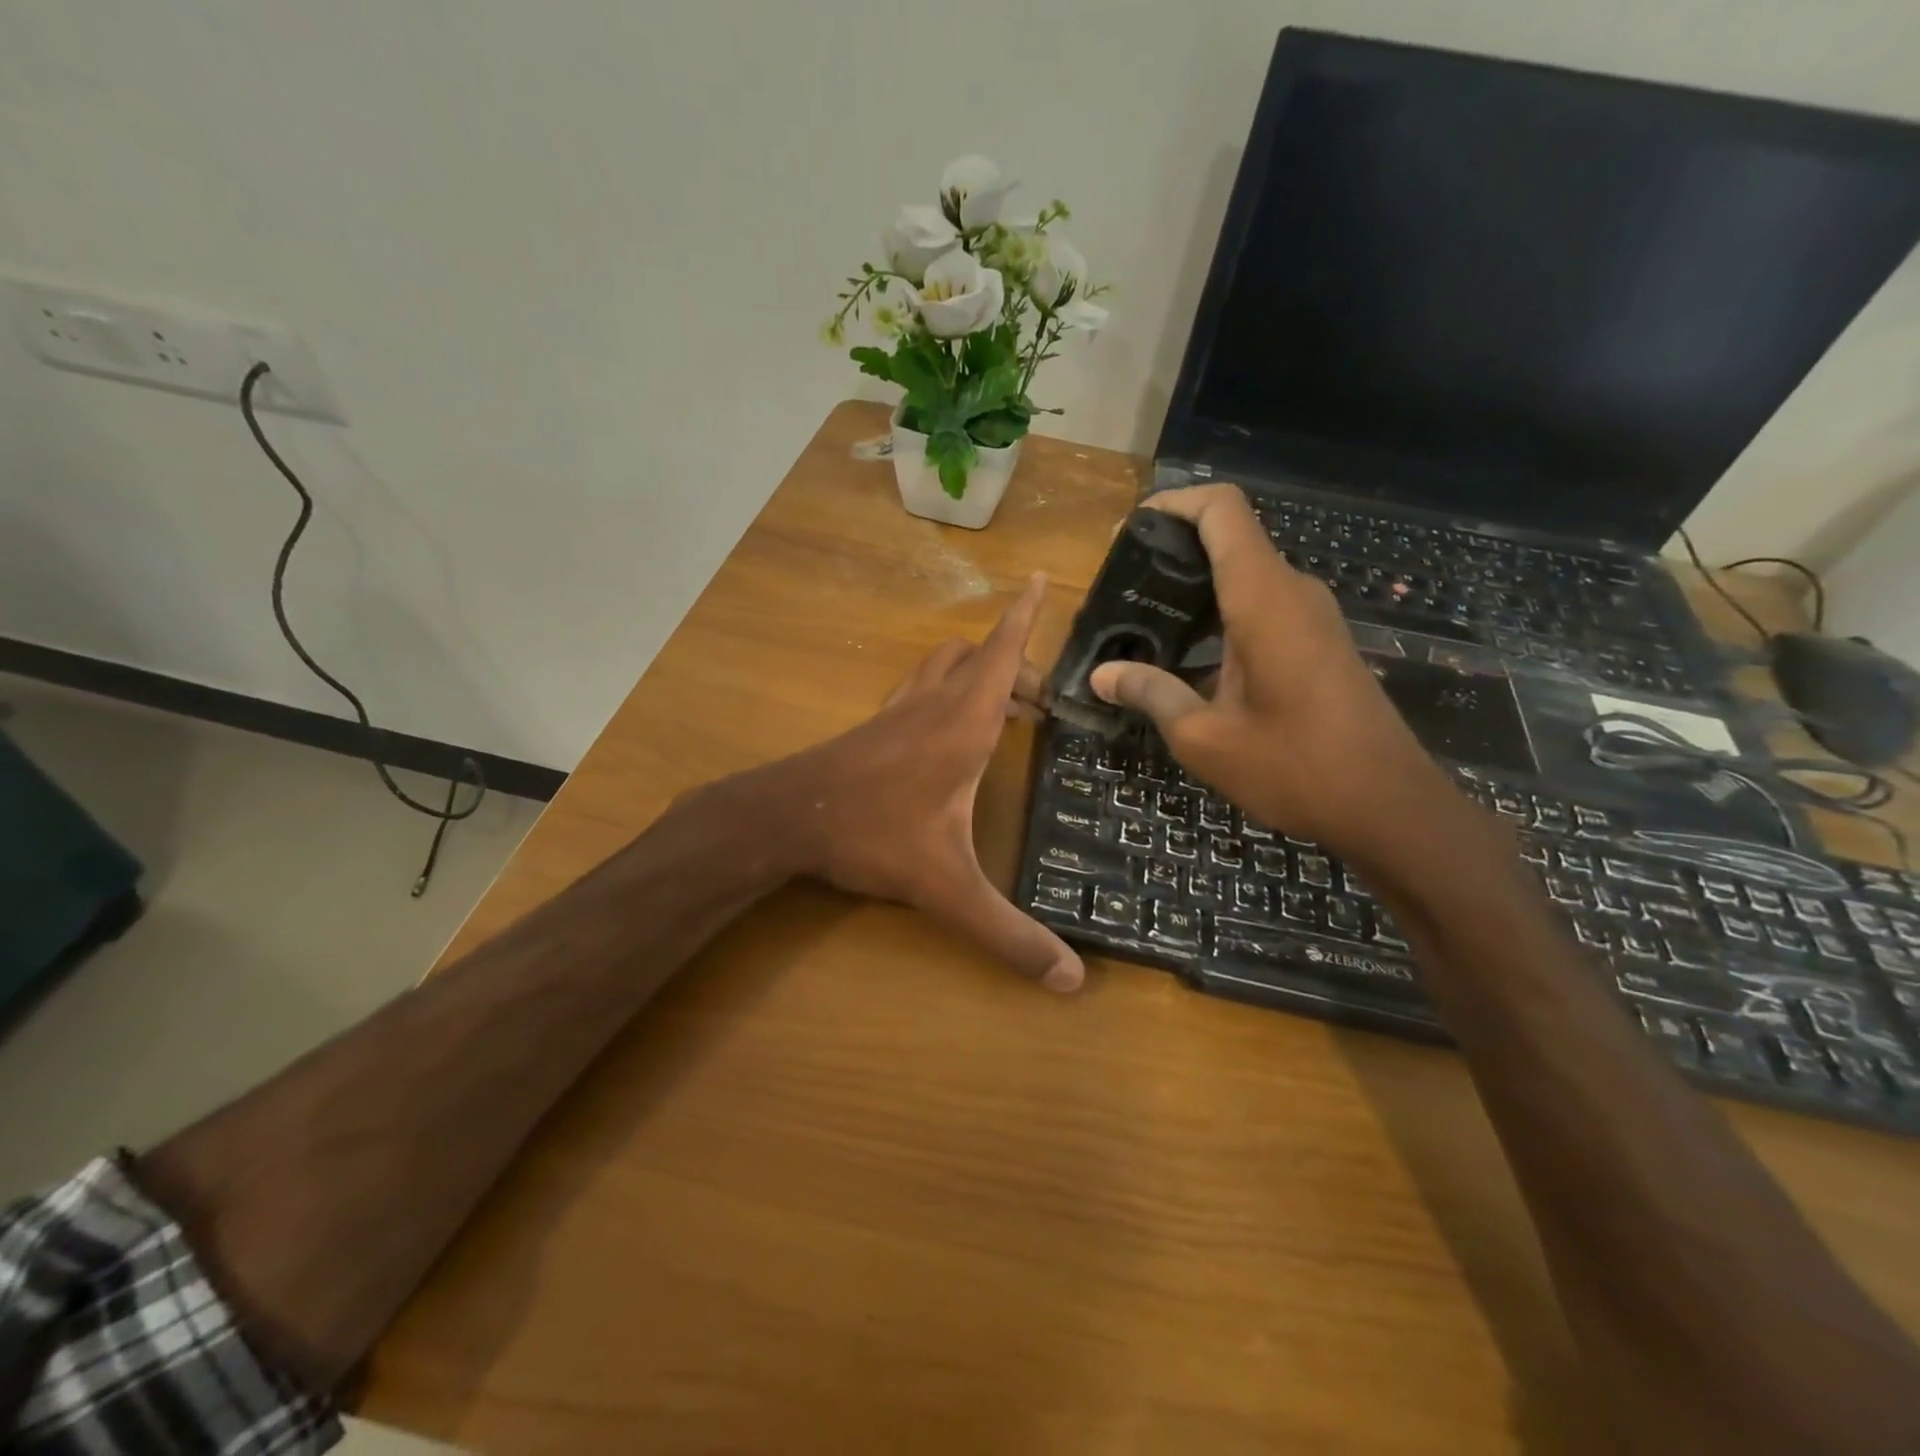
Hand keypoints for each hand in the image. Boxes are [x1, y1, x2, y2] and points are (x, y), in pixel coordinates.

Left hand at [755, 573, 1083, 992]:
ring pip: (942, 667)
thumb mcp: (947, 888)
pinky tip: (944, 728)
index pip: (1002, 655)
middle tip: (1041, 700)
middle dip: (1014, 663)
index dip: (1025, 617)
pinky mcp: (874, 728)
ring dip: (975, 671)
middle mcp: (933, 706)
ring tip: (1004, 706)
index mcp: (963, 725)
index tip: (1043, 578)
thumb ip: (1007, 933)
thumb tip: (1071, 981)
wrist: (786, 817)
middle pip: (978, 658)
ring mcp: (898, 713)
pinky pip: (917, 689)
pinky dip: (943, 689)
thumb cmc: (872, 835)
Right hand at [1088, 486, 1453, 860]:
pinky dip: (1222, 614)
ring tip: (1145, 623)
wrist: (1388, 807)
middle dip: (1174, 552)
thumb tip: (1102, 675)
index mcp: (1263, 599)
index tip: (1130, 533)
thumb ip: (1151, 694)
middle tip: (1123, 590)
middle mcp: (1292, 592)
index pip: (1222, 510)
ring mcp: (1313, 616)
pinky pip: (1264, 605)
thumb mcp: (1204, 737)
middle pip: (1231, 538)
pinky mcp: (1320, 642)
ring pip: (1247, 574)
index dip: (1174, 504)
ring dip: (1197, 588)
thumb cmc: (1294, 768)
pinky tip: (1190, 657)